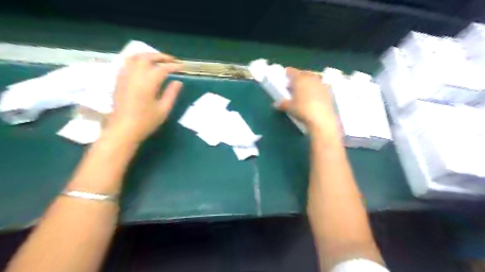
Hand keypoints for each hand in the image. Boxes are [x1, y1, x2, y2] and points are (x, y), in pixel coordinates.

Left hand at [106, 51, 183, 143]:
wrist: (123, 130)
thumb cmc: (146, 122)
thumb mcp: (163, 109)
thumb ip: (171, 93)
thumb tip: (178, 82)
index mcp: (148, 83)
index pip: (162, 68)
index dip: (173, 66)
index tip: (182, 66)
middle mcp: (135, 75)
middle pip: (147, 58)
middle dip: (160, 56)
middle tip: (171, 60)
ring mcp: (124, 77)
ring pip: (134, 57)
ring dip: (147, 55)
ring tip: (157, 59)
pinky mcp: (119, 81)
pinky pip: (126, 63)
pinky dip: (136, 60)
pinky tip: (142, 66)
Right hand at [276, 67, 337, 132]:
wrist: (321, 118)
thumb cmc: (302, 110)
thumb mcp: (289, 107)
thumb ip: (282, 104)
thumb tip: (276, 104)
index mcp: (299, 79)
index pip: (292, 72)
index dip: (287, 73)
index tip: (285, 76)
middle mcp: (311, 78)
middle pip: (303, 74)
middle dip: (298, 78)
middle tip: (293, 84)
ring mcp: (321, 84)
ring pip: (313, 79)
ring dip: (308, 82)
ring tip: (304, 90)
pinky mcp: (329, 91)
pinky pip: (320, 86)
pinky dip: (316, 89)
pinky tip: (313, 96)